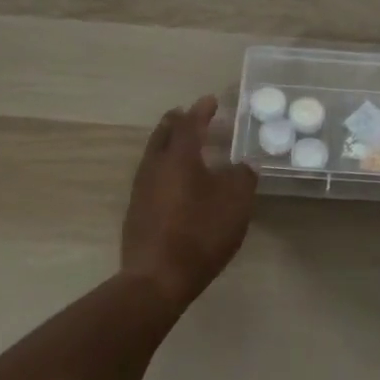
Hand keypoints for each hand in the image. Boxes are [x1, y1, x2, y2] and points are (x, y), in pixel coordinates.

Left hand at [122, 95, 257, 306]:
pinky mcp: (137, 212)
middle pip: (164, 134)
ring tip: (187, 148)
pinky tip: (178, 183)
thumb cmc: (200, 232)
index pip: (190, 122)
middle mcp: (155, 166)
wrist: (157, 278)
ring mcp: (141, 189)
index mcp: (179, 156)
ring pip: (155, 155)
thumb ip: (242, 177)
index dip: (202, 110)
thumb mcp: (235, 202)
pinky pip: (153, 177)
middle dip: (179, 122)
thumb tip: (243, 165)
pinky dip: (167, 169)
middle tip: (192, 116)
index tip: (211, 100)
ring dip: (171, 145)